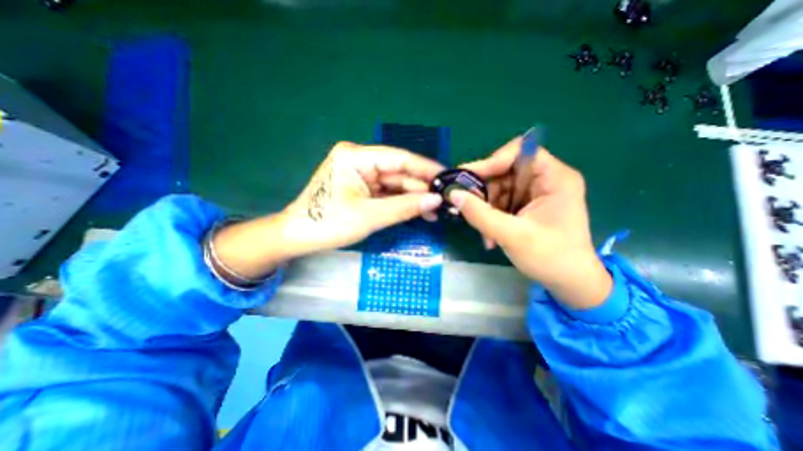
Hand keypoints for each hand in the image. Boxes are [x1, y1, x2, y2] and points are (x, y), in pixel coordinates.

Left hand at [210, 140, 442, 280]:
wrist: (299, 237)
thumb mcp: (370, 215)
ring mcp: (361, 175)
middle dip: (421, 188)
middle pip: (399, 172)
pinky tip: (418, 211)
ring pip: (395, 184)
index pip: (399, 158)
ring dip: (413, 198)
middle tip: (444, 200)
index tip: (446, 176)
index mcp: (356, 156)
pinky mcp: (362, 189)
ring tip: (435, 211)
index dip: (425, 168)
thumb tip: (436, 200)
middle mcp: (360, 161)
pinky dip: (402, 203)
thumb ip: (405, 207)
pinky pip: (387, 194)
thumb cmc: (329, 223)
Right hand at [449, 135, 612, 308]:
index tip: (470, 178)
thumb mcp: (512, 235)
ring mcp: (534, 193)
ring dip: (485, 207)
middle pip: (505, 170)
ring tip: (481, 230)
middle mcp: (545, 180)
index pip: (520, 151)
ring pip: (499, 187)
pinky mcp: (526, 206)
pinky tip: (488, 234)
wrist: (569, 282)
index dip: (493, 160)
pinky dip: (490, 215)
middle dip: (484, 190)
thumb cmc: (550, 258)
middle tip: (465, 205)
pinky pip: (501, 201)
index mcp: (555, 178)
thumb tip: (453, 194)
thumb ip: (480, 214)